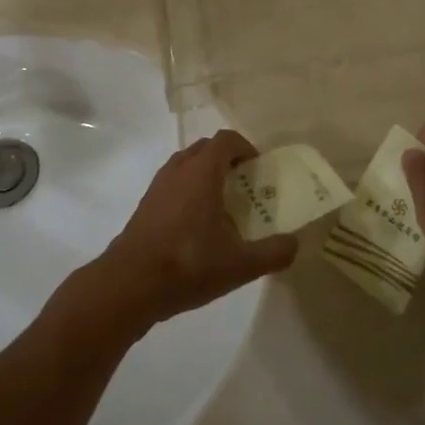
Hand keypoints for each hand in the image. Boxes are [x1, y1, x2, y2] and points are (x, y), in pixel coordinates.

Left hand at [94, 130, 297, 331]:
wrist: (129, 285)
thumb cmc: (188, 264)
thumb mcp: (239, 265)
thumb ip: (272, 253)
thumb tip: (295, 244)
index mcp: (203, 171)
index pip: (226, 140)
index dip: (245, 147)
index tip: (257, 167)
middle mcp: (179, 169)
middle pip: (205, 148)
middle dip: (226, 159)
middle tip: (243, 184)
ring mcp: (158, 186)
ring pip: (186, 164)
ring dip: (204, 174)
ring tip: (220, 204)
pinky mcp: (145, 205)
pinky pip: (172, 184)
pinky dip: (187, 191)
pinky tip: (195, 225)